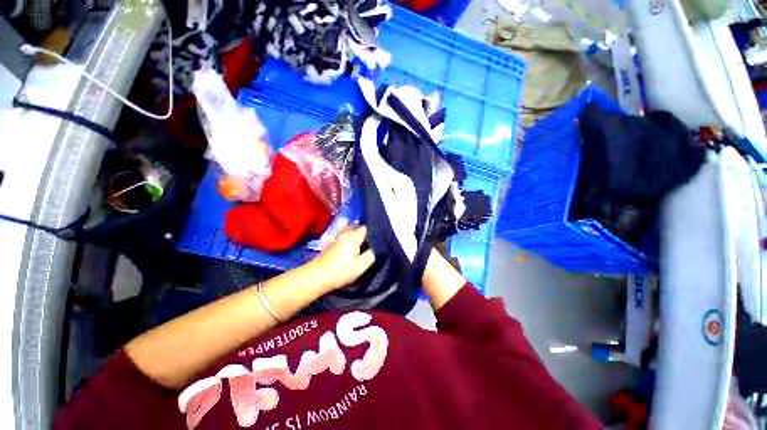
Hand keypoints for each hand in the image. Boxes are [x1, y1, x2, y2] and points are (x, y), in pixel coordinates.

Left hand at [305, 226, 375, 292]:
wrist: (316, 277)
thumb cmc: (340, 271)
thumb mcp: (360, 266)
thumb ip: (372, 254)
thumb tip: (378, 247)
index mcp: (352, 236)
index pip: (366, 228)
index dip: (374, 232)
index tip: (380, 240)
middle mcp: (344, 234)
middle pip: (358, 229)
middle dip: (366, 235)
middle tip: (373, 245)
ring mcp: (337, 238)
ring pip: (351, 234)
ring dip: (358, 239)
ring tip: (364, 248)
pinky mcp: (332, 244)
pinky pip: (346, 238)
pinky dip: (351, 242)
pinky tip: (353, 251)